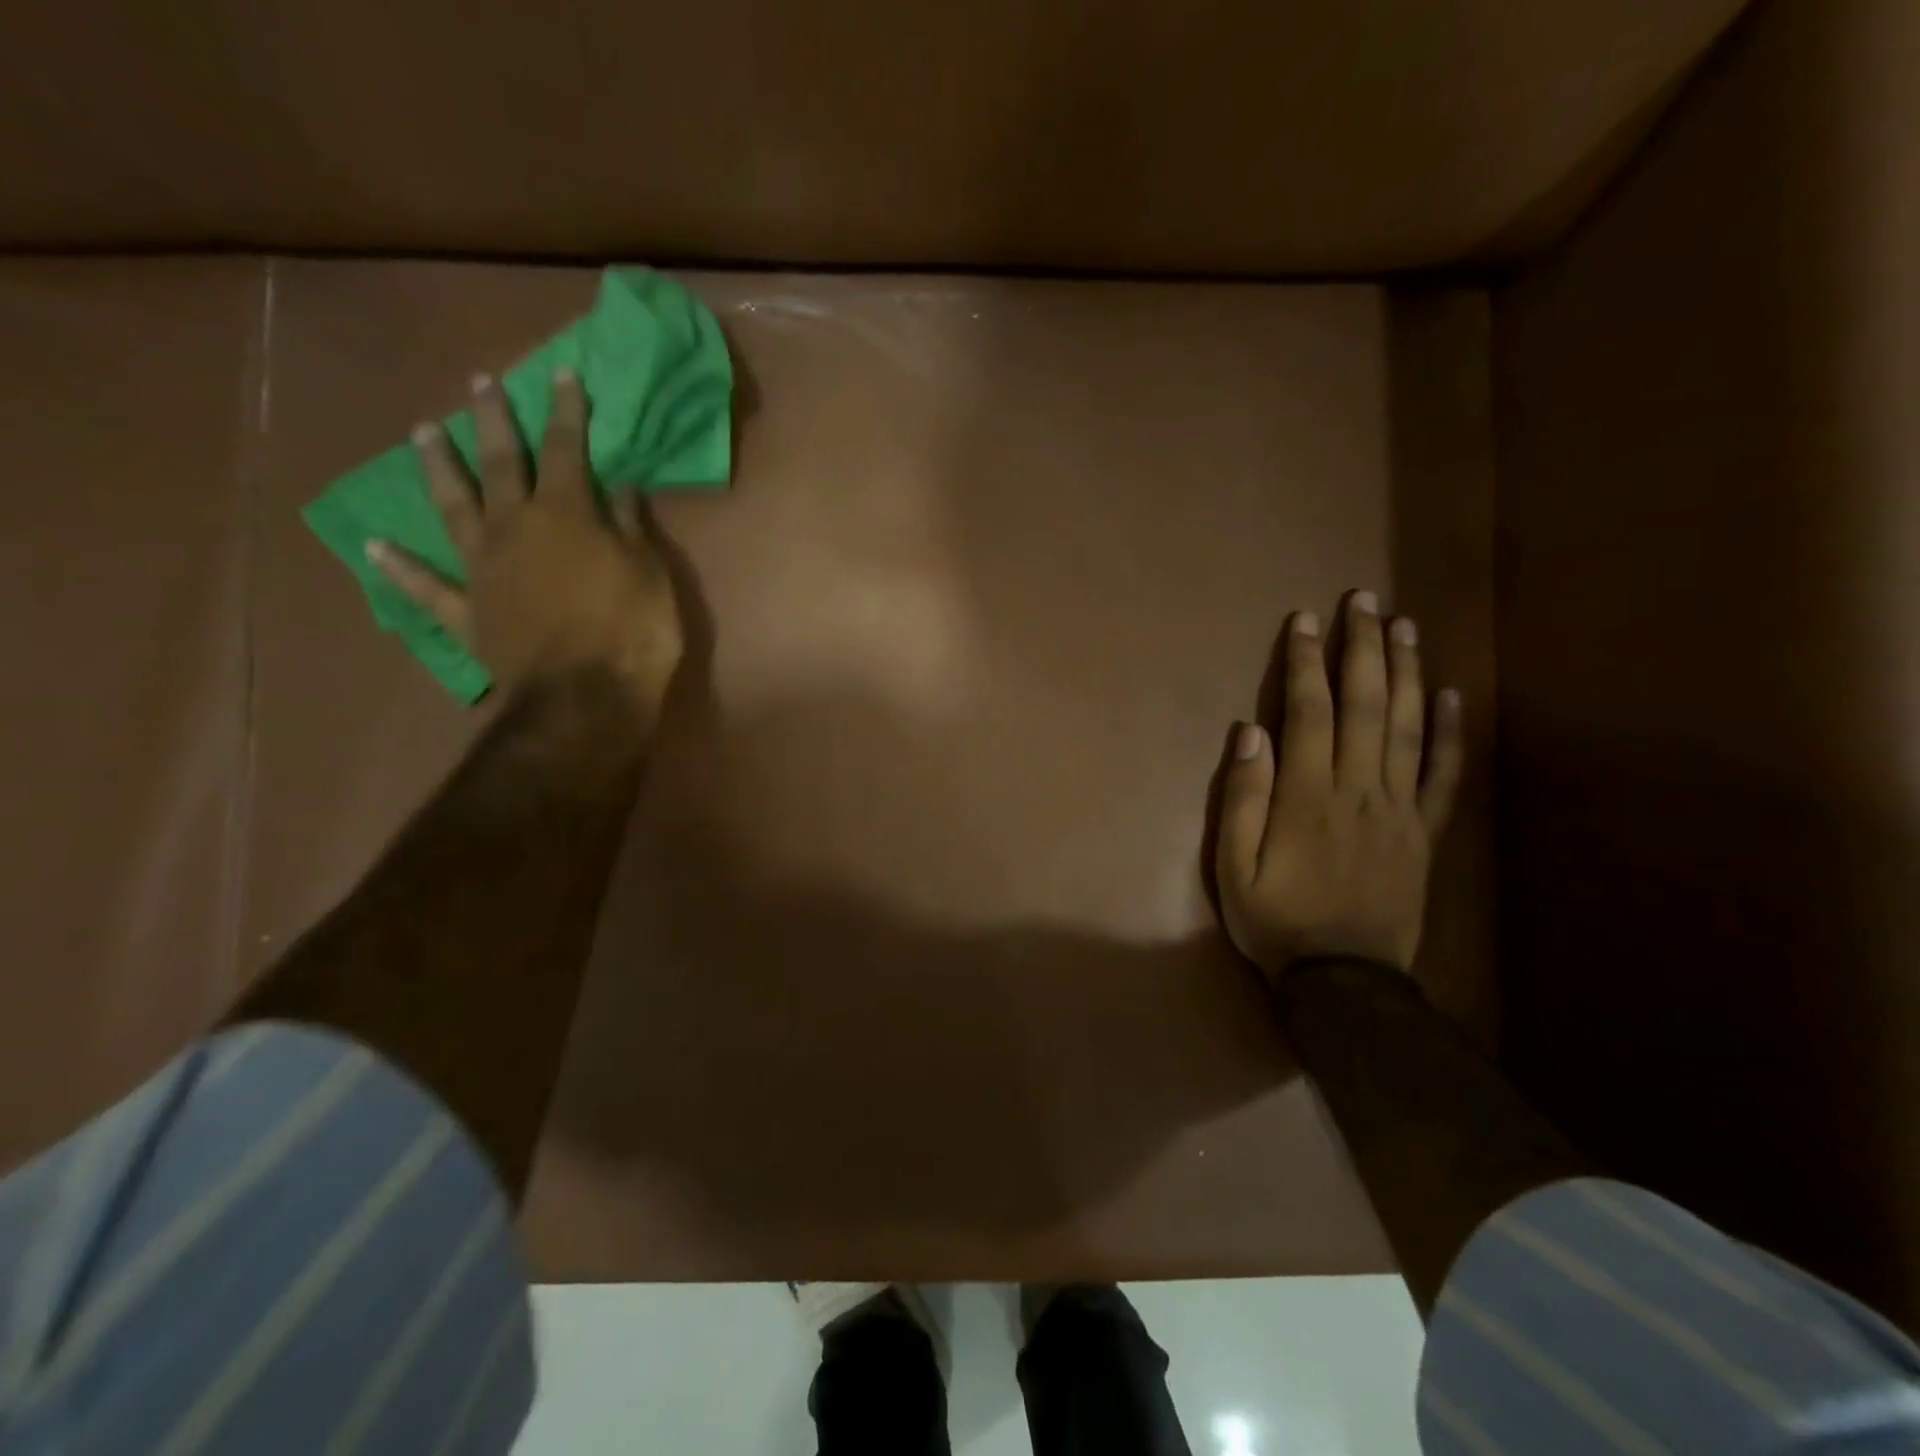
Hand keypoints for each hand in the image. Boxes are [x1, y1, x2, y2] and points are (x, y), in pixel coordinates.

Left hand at [368, 371, 684, 716]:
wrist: (587, 699)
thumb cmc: (633, 633)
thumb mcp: (651, 575)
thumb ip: (631, 528)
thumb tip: (620, 487)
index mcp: (567, 515)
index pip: (566, 449)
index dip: (565, 410)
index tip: (561, 375)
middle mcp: (515, 528)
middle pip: (501, 463)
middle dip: (493, 420)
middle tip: (479, 384)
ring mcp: (483, 570)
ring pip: (453, 508)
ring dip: (439, 468)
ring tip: (424, 433)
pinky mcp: (468, 613)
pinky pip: (428, 587)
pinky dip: (401, 568)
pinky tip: (375, 547)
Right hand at [1215, 592, 1462, 978]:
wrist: (1343, 981)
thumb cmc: (1275, 921)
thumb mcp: (1232, 867)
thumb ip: (1242, 799)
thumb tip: (1250, 733)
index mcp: (1307, 797)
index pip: (1309, 713)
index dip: (1306, 663)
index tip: (1306, 620)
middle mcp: (1358, 790)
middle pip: (1366, 706)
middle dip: (1363, 648)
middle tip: (1364, 600)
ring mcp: (1399, 810)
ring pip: (1407, 728)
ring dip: (1406, 673)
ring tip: (1404, 627)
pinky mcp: (1423, 833)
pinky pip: (1443, 776)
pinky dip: (1450, 734)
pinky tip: (1451, 697)